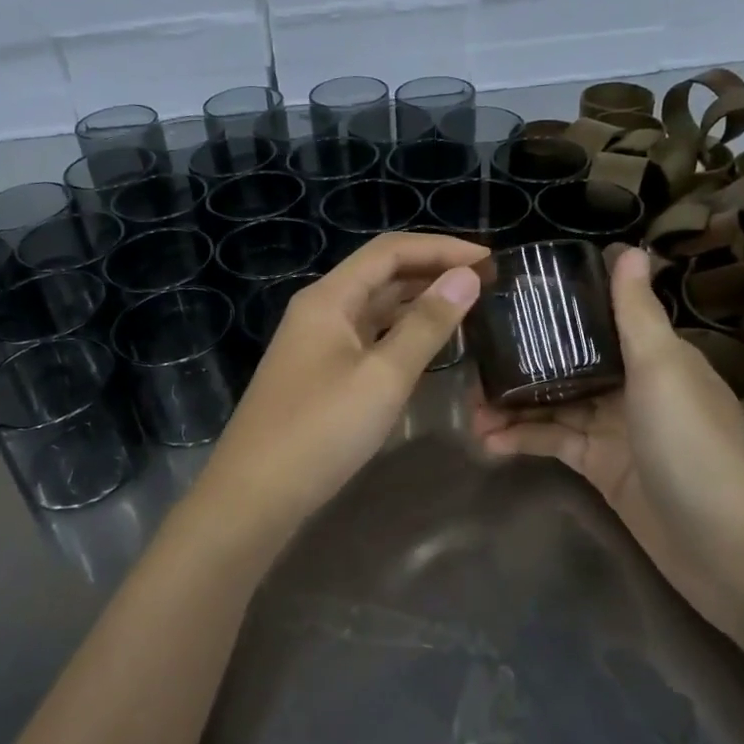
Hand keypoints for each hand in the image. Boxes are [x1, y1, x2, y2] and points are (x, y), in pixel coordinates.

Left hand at [184, 232, 487, 554]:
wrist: (255, 494)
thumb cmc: (321, 430)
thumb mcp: (383, 376)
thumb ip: (426, 324)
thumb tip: (466, 276)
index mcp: (329, 298)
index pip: (390, 251)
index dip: (441, 248)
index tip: (489, 259)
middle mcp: (320, 310)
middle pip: (381, 274)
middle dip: (432, 271)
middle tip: (486, 283)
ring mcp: (317, 343)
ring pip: (374, 307)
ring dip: (418, 301)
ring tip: (467, 306)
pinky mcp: (320, 373)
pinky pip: (367, 337)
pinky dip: (400, 332)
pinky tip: (428, 344)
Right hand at [471, 245, 743, 634]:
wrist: (724, 546)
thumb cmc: (693, 443)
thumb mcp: (662, 369)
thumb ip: (636, 314)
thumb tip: (630, 249)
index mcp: (653, 356)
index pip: (597, 321)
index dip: (554, 312)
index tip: (505, 302)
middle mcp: (632, 387)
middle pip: (567, 365)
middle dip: (521, 364)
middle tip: (472, 363)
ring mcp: (614, 430)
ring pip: (553, 406)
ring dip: (513, 406)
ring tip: (469, 410)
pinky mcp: (601, 469)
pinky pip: (554, 443)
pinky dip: (523, 440)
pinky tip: (488, 442)